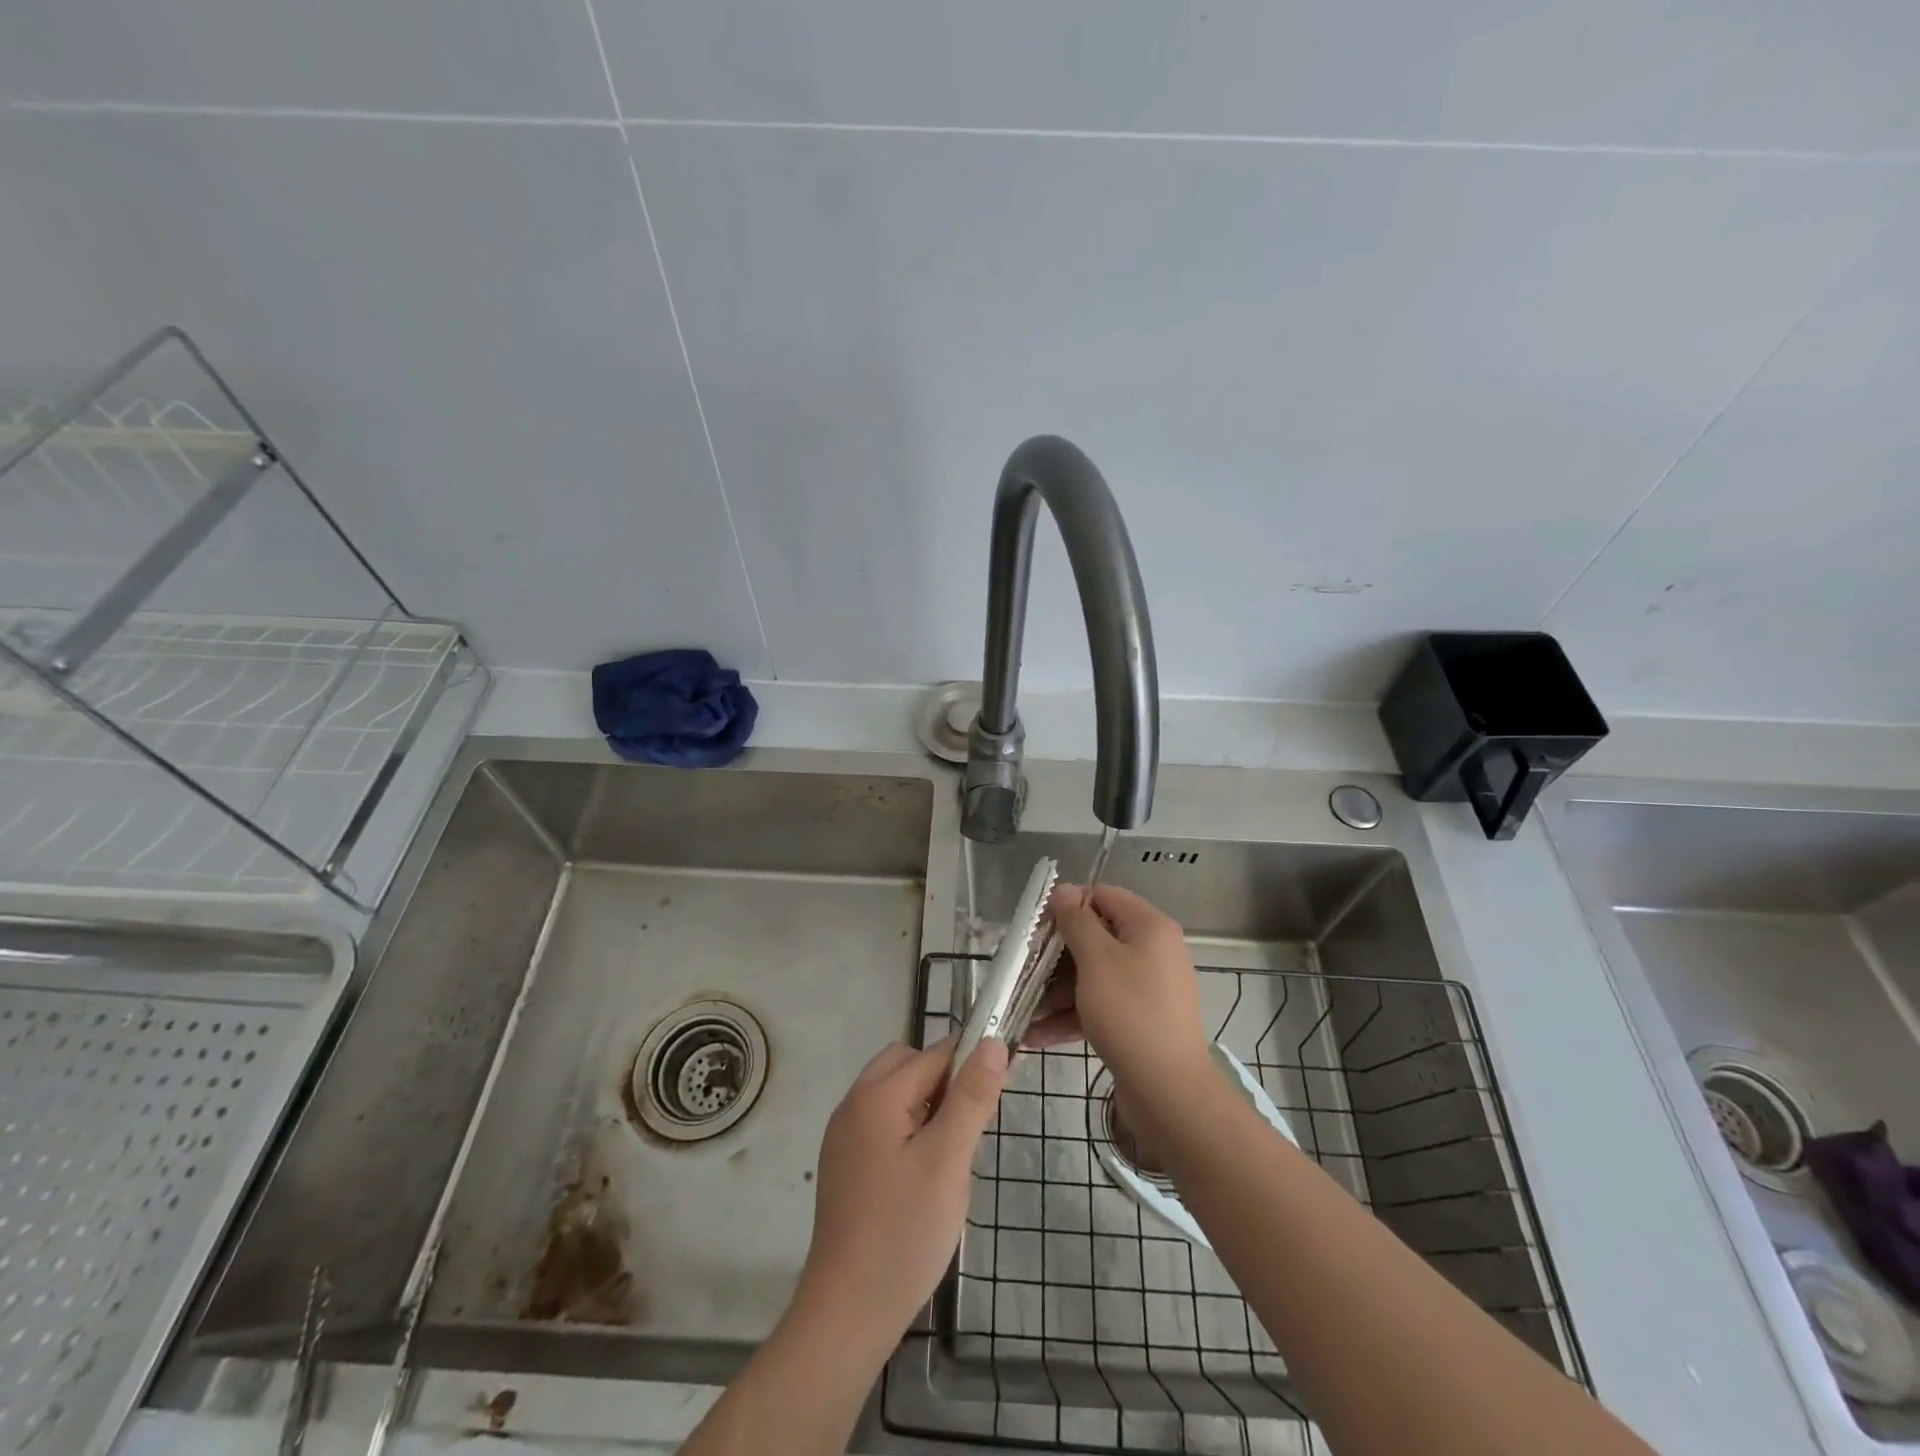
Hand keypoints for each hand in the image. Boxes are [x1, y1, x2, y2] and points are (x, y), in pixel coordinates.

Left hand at [789, 1035, 1008, 1363]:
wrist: (847, 1313)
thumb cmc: (904, 1232)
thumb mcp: (948, 1161)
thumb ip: (970, 1097)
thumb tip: (991, 1042)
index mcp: (877, 1096)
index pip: (934, 1054)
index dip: (971, 1063)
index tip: (1001, 1086)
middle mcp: (853, 1104)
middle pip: (907, 1064)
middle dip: (944, 1081)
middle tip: (970, 1127)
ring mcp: (843, 1136)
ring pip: (895, 1093)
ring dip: (926, 1105)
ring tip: (949, 1154)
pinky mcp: (843, 1164)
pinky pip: (882, 1122)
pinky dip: (908, 1128)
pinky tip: (923, 1173)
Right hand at [1026, 884, 1210, 1093]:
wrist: (1169, 1091)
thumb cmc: (1130, 1012)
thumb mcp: (1096, 960)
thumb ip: (1077, 922)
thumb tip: (1065, 890)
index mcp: (1149, 927)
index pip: (1103, 896)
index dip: (1069, 906)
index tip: (1037, 927)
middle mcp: (1153, 951)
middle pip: (1097, 938)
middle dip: (1057, 955)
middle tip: (1025, 968)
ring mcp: (1148, 988)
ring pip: (1095, 975)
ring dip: (1058, 990)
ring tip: (1024, 1008)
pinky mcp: (1140, 1020)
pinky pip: (1102, 1005)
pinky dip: (1073, 1015)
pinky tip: (1037, 1035)